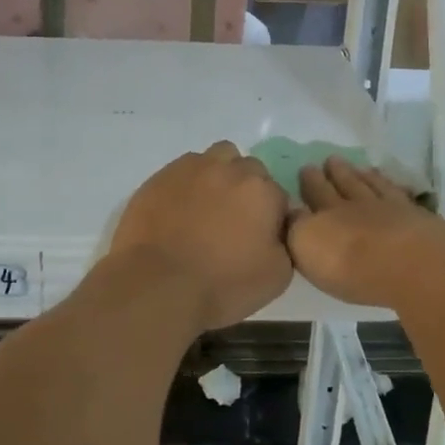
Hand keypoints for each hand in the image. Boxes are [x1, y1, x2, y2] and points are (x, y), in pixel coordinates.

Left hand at [109, 142, 292, 332]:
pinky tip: (180, 210)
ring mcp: (193, 168)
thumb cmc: (222, 285)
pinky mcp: (162, 175)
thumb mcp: (276, 277)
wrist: (158, 285)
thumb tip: (276, 230)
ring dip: (220, 176)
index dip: (271, 217)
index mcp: (262, 191)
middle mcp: (230, 169)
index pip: (278, 195)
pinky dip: (189, 183)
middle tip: (234, 222)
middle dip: (247, 189)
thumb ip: (286, 243)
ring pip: (217, 158)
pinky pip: (184, 169)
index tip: (260, 237)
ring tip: (208, 208)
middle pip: (249, 169)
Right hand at [288, 156, 444, 312]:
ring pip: (373, 187)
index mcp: (327, 215)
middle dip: (335, 174)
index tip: (306, 168)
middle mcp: (357, 206)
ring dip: (364, 177)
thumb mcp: (307, 248)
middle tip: (330, 160)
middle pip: (344, 185)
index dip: (310, 182)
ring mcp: (391, 210)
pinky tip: (395, 186)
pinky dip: (394, 189)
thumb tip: (292, 212)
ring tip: (361, 169)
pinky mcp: (419, 219)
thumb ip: (296, 229)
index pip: (315, 194)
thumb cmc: (351, 265)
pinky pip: (401, 196)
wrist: (410, 263)